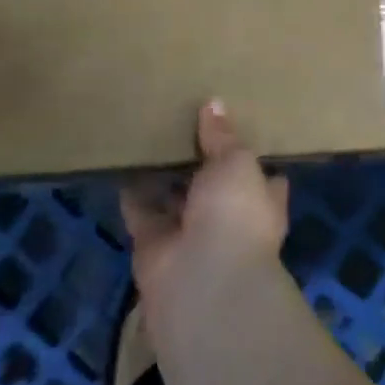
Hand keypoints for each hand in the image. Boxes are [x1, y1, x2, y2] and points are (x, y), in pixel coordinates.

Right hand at [121, 101, 290, 318]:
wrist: (202, 280)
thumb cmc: (236, 213)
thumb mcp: (237, 163)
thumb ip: (223, 136)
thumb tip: (215, 104)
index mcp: (261, 200)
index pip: (260, 173)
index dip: (249, 152)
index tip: (234, 125)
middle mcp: (229, 218)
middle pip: (214, 184)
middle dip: (201, 160)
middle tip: (184, 120)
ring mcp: (192, 233)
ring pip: (176, 198)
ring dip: (164, 175)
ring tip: (151, 133)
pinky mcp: (155, 245)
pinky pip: (142, 212)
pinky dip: (132, 192)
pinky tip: (123, 162)